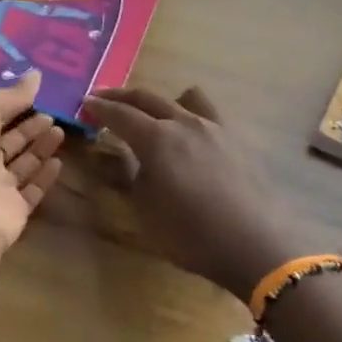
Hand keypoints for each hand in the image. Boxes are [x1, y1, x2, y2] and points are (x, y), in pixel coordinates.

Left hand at [0, 71, 64, 262]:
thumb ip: (7, 94)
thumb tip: (35, 75)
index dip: (6, 105)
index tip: (34, 94)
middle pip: (3, 141)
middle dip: (26, 127)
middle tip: (52, 113)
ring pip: (19, 165)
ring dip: (38, 147)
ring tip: (60, 130)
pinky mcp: (11, 213)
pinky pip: (31, 191)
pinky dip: (44, 176)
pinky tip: (59, 161)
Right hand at [81, 86, 295, 294]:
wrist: (256, 246)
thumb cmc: (190, 234)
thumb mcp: (145, 210)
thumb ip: (131, 175)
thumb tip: (124, 156)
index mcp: (156, 139)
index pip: (120, 114)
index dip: (100, 108)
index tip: (85, 103)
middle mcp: (185, 123)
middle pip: (148, 98)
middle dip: (121, 96)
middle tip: (103, 97)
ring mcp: (216, 128)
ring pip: (186, 98)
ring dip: (163, 100)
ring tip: (155, 113)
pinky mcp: (240, 140)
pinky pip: (212, 114)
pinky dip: (194, 114)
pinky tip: (193, 135)